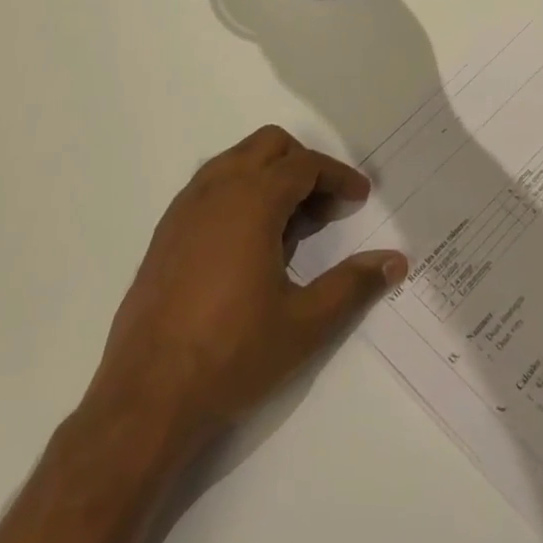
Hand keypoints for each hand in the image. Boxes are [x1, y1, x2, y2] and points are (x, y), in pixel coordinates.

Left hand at [89, 126, 407, 447]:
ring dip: (270, 175)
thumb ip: (353, 285)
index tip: (360, 199)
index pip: (304, 166)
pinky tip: (250, 242)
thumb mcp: (304, 324)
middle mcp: (216, 189)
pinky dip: (240, 191)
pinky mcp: (167, 230)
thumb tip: (395, 260)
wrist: (147, 396)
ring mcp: (185, 207)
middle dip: (304, 165)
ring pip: (237, 160)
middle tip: (327, 207)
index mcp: (251, 200)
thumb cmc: (232, 354)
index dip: (338, 177)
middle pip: (269, 147)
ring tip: (292, 225)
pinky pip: (211, 185)